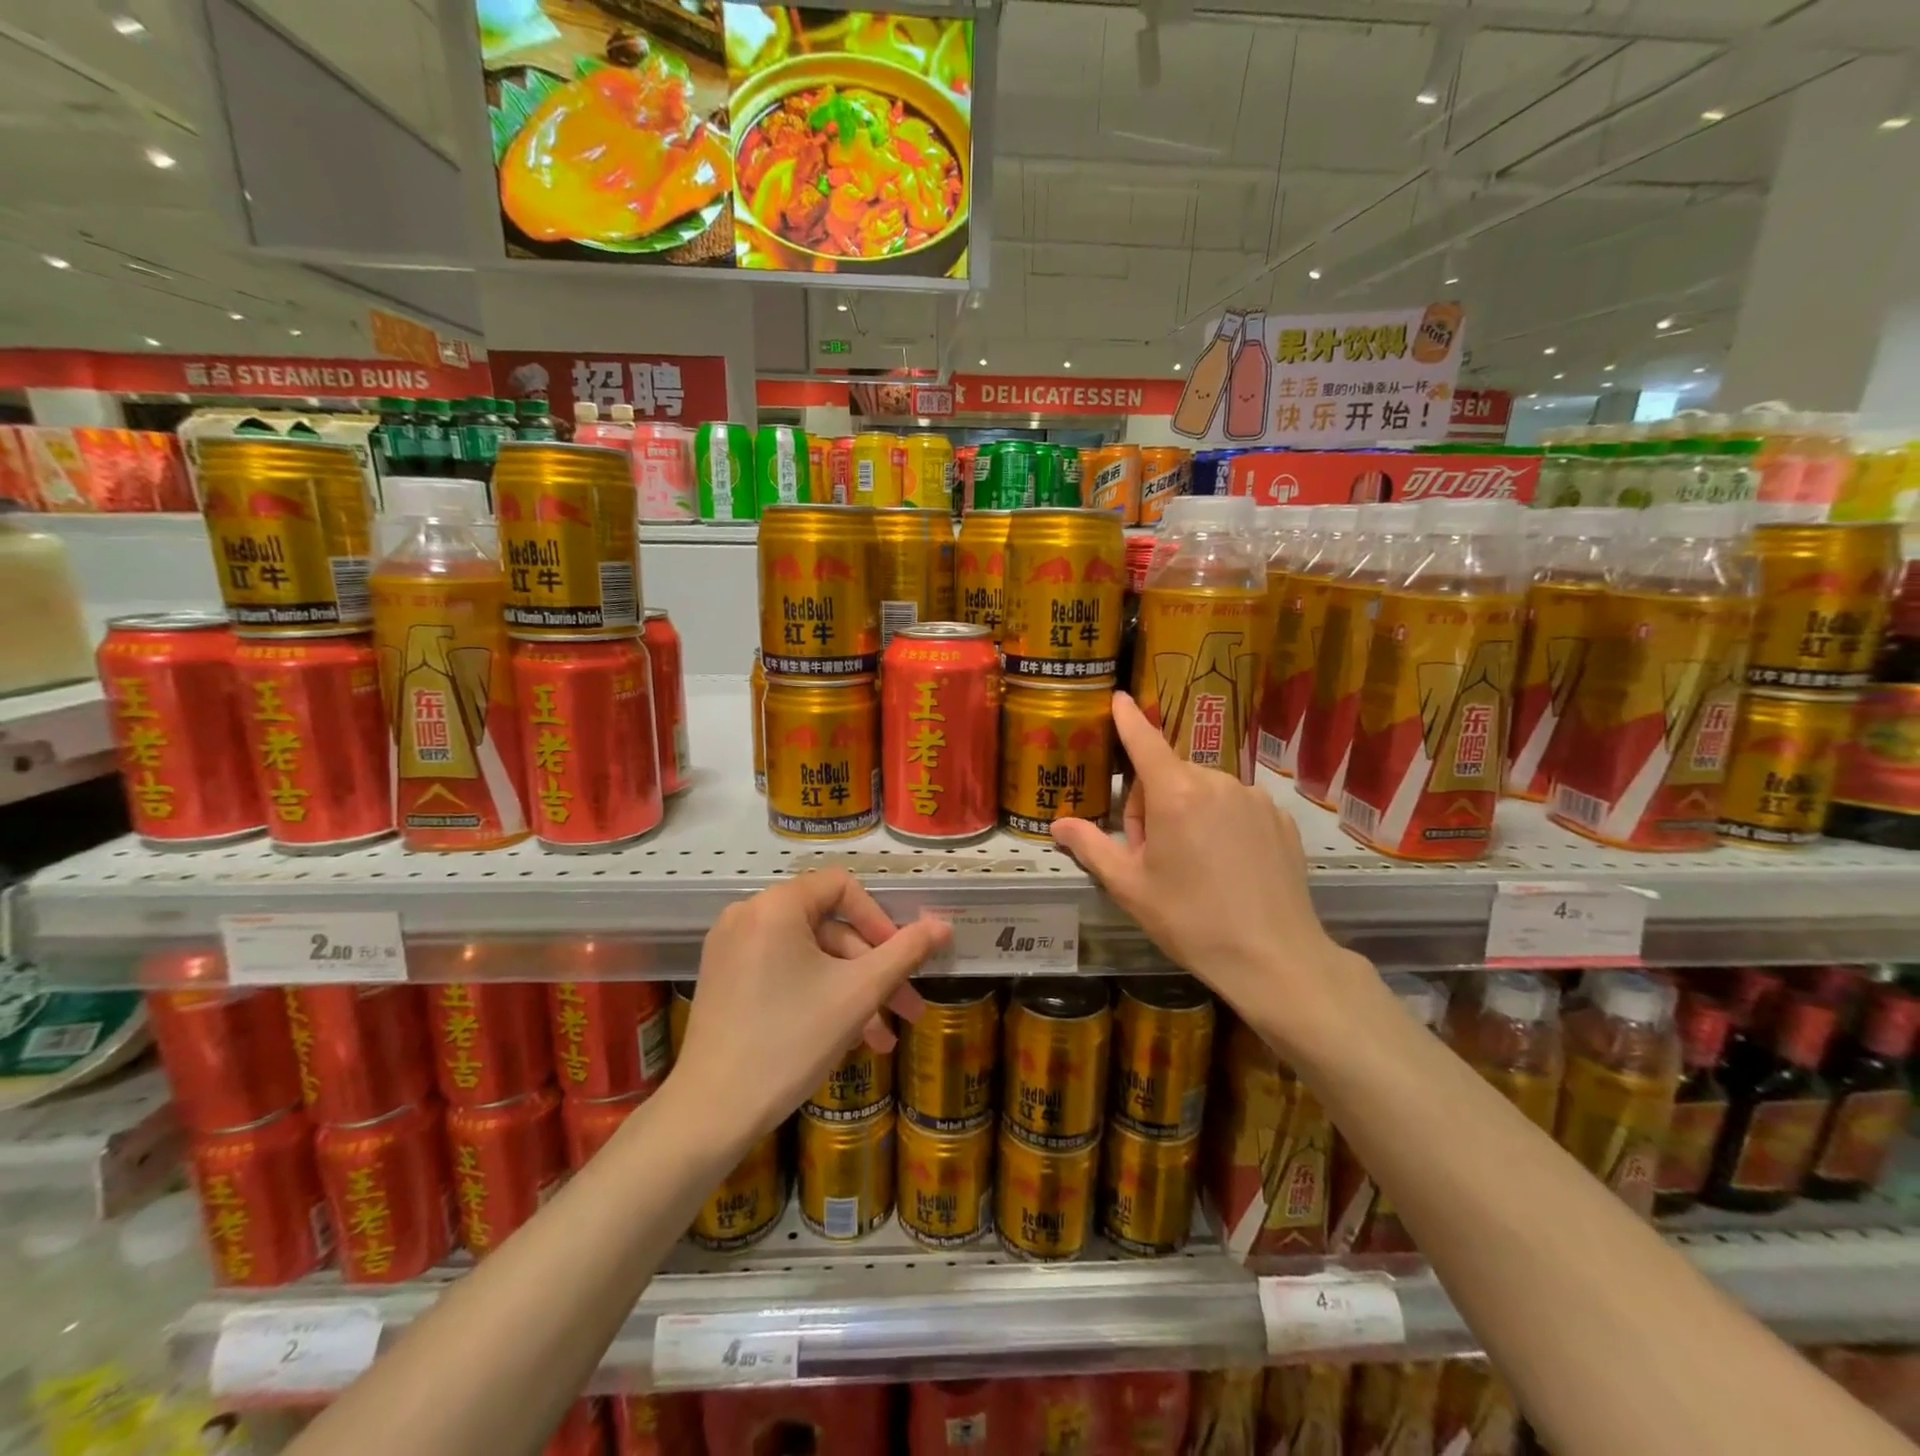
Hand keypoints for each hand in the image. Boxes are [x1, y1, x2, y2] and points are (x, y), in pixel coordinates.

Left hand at [672, 870, 948, 1142]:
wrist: (710, 1114)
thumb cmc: (790, 1042)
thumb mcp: (858, 994)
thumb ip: (905, 953)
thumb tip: (943, 926)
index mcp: (775, 906)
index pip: (842, 887)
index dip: (880, 920)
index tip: (901, 960)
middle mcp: (748, 915)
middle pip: (828, 928)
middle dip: (872, 971)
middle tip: (907, 1009)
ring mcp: (731, 949)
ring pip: (809, 957)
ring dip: (850, 992)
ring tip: (882, 1039)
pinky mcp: (724, 980)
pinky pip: (784, 971)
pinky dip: (817, 995)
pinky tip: (845, 1036)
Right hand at [1049, 693, 1367, 1054]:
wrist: (1274, 959)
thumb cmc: (1191, 920)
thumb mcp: (1130, 887)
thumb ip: (1091, 847)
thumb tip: (1057, 825)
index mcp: (1176, 794)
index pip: (1144, 741)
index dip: (1127, 718)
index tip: (1118, 696)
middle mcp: (1217, 783)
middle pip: (1170, 775)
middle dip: (1151, 804)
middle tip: (1152, 856)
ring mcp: (1255, 798)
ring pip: (1204, 791)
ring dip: (1188, 813)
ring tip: (1192, 866)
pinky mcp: (1281, 818)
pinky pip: (1238, 806)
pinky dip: (1223, 824)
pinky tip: (1228, 867)